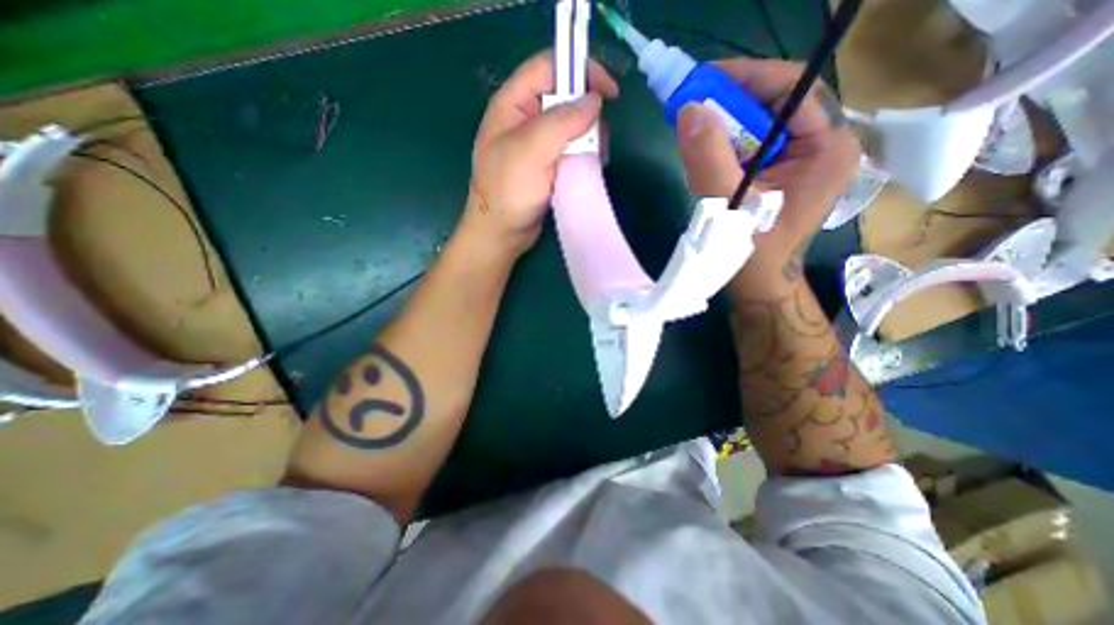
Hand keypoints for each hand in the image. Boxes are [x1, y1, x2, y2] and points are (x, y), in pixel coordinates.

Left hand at [460, 49, 617, 257]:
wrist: (500, 234)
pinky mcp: (546, 165)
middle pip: (565, 98)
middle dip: (588, 114)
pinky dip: (584, 155)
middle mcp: (525, 119)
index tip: (609, 92)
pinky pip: (571, 150)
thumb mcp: (531, 151)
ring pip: (572, 126)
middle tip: (599, 141)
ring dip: (589, 139)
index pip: (550, 66)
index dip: (581, 69)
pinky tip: (589, 168)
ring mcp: (537, 144)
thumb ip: (562, 122)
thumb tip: (594, 101)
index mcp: (513, 104)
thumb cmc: (507, 192)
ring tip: (596, 159)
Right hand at [675, 58, 855, 298]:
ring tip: (694, 130)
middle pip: (776, 104)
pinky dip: (726, 145)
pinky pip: (753, 145)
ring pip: (761, 124)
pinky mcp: (782, 173)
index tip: (703, 79)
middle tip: (691, 104)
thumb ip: (709, 157)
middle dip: (731, 103)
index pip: (793, 89)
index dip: (747, 78)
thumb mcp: (729, 205)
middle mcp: (823, 145)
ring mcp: (803, 160)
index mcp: (828, 147)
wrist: (759, 287)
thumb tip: (688, 110)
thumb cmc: (752, 253)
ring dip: (725, 125)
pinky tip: (707, 155)